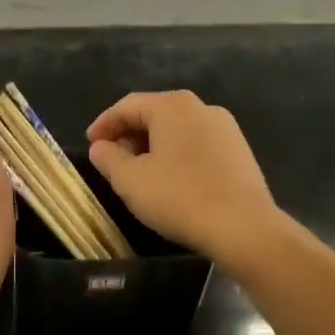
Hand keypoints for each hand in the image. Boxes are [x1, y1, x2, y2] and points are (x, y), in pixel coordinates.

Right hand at [87, 91, 278, 262]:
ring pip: (177, 130)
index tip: (90, 144)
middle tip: (111, 159)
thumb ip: (108, 158)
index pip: (127, 106)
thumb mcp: (130, 180)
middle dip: (129, 134)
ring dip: (153, 146)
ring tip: (138, 172)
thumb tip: (100, 147)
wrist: (244, 228)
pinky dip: (176, 155)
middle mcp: (201, 108)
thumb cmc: (179, 197)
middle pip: (154, 114)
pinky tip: (170, 180)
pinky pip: (197, 144)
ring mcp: (226, 128)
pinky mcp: (240, 151)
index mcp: (172, 106)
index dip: (104, 124)